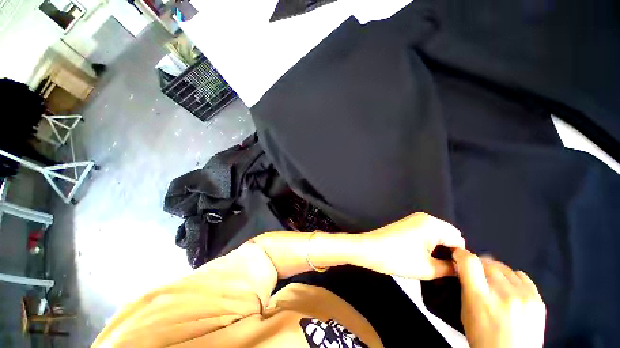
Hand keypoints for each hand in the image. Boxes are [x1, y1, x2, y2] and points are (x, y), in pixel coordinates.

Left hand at [358, 212, 464, 279]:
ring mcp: (414, 219)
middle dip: (450, 252)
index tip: (455, 272)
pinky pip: (426, 233)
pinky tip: (424, 256)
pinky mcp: (406, 224)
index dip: (460, 257)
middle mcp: (425, 217)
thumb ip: (450, 268)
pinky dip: (429, 244)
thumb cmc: (398, 258)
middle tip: (444, 269)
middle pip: (448, 235)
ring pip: (437, 234)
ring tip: (434, 264)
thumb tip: (460, 268)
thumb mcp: (428, 269)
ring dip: (439, 248)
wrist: (369, 249)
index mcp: (433, 224)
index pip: (459, 240)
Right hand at [452, 249, 545, 347]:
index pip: (469, 262)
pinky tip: (510, 288)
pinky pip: (521, 276)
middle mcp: (503, 293)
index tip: (458, 255)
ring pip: (504, 268)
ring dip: (495, 271)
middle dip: (479, 265)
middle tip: (477, 273)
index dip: (461, 254)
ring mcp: (523, 295)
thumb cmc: (482, 337)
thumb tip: (463, 268)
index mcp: (480, 297)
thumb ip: (466, 287)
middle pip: (488, 262)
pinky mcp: (538, 299)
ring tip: (494, 283)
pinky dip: (511, 277)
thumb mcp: (466, 312)